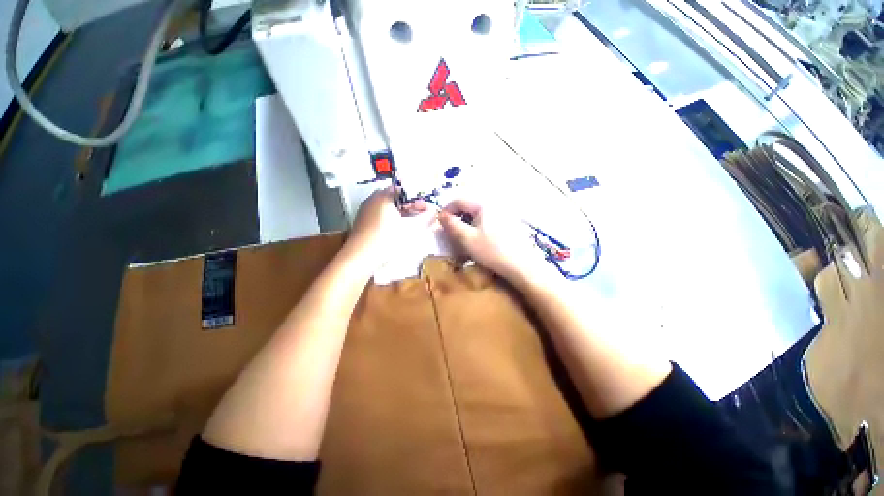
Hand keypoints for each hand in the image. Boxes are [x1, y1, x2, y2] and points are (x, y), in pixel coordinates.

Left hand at [346, 187, 434, 269]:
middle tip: (422, 216)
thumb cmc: (386, 239)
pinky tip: (398, 231)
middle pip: (396, 199)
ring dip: (402, 214)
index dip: (417, 199)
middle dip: (411, 207)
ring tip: (413, 224)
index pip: (404, 190)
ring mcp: (365, 211)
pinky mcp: (363, 223)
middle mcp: (372, 199)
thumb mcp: (410, 229)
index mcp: (383, 196)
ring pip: (388, 208)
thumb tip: (434, 213)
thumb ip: (425, 219)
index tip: (427, 209)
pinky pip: (381, 216)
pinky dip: (392, 220)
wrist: (360, 258)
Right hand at [439, 199, 550, 284]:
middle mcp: (495, 205)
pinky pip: (489, 222)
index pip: (459, 200)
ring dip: (468, 224)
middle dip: (457, 218)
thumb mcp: (466, 239)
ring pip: (479, 216)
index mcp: (483, 205)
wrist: (522, 266)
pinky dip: (479, 228)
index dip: (446, 210)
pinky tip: (481, 242)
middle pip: (469, 207)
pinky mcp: (510, 224)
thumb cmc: (492, 251)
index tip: (440, 224)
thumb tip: (440, 215)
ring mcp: (504, 214)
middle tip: (452, 234)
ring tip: (465, 240)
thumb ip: (451, 225)